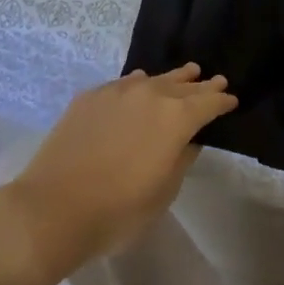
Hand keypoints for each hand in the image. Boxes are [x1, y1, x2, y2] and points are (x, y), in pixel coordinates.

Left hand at [0, 65, 236, 284]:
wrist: (52, 208)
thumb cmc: (116, 211)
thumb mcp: (162, 194)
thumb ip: (181, 161)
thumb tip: (188, 141)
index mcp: (175, 118)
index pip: (208, 103)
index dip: (222, 101)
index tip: (231, 100)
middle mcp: (151, 94)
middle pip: (183, 85)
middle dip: (201, 85)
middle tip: (215, 80)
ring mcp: (119, 91)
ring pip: (154, 78)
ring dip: (173, 78)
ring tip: (186, 73)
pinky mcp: (91, 96)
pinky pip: (124, 84)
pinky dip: (139, 85)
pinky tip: (139, 85)